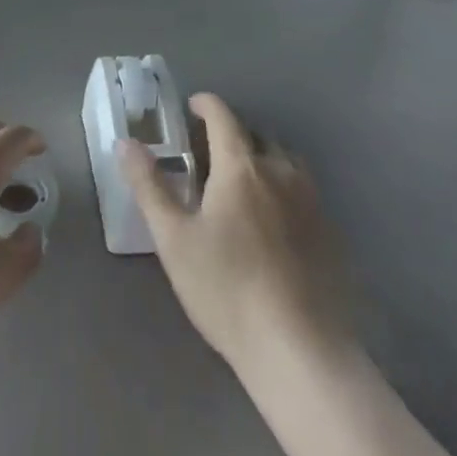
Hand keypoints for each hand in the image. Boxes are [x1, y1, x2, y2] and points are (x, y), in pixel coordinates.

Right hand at [121, 93, 351, 369]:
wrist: (300, 350)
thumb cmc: (226, 289)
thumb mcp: (173, 239)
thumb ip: (149, 186)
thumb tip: (125, 143)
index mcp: (241, 167)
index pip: (223, 117)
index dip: (206, 105)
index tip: (191, 107)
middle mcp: (280, 172)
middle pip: (256, 135)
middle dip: (232, 133)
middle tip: (209, 152)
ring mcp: (311, 201)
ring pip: (285, 161)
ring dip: (262, 157)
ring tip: (242, 180)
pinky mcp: (330, 232)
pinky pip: (304, 190)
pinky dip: (283, 187)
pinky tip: (273, 220)